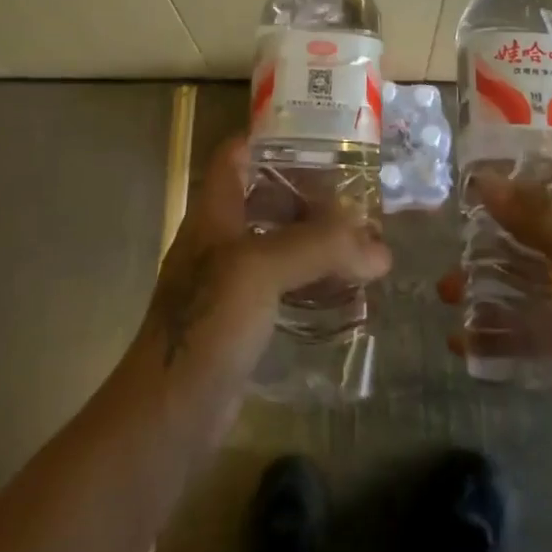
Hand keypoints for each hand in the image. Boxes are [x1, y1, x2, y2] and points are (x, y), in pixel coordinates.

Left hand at [126, 136, 390, 438]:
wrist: (169, 414)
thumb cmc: (207, 322)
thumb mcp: (262, 268)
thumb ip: (321, 248)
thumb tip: (381, 250)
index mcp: (214, 212)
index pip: (236, 154)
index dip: (271, 138)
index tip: (320, 136)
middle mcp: (220, 239)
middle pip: (265, 197)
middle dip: (309, 195)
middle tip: (357, 200)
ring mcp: (230, 281)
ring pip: (278, 244)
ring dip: (316, 241)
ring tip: (362, 244)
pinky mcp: (243, 320)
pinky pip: (284, 286)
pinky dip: (313, 281)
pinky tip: (346, 292)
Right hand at [439, 168, 551, 493]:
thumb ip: (549, 225)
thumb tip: (487, 181)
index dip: (534, 161)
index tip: (484, 159)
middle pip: (537, 220)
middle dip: (493, 223)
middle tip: (451, 226)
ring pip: (521, 270)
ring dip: (483, 277)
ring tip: (446, 291)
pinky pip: (518, 320)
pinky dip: (489, 325)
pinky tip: (460, 338)